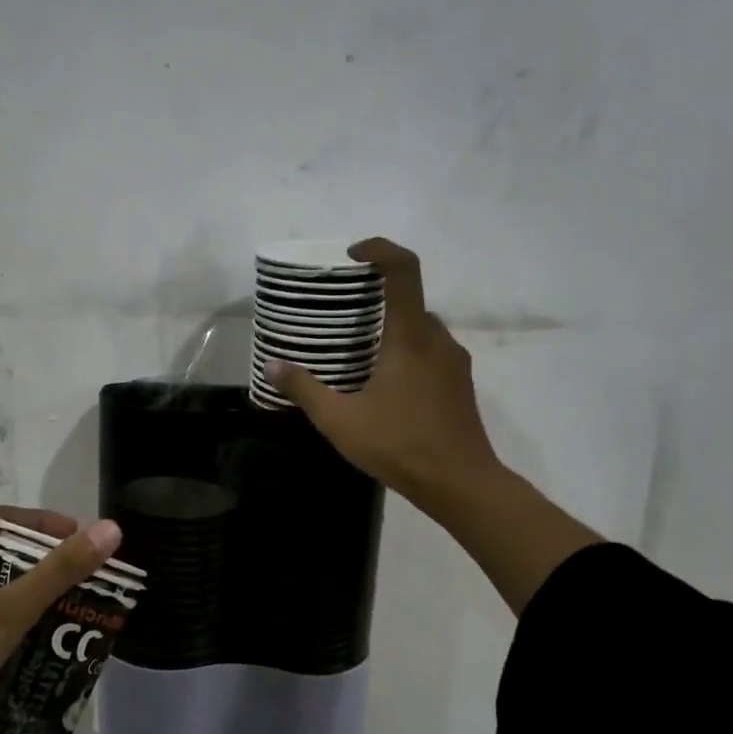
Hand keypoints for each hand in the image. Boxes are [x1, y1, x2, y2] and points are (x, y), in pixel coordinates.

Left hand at [0, 506, 122, 733]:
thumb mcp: (11, 610)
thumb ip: (60, 572)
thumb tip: (110, 529)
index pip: (4, 519)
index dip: (44, 522)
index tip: (80, 538)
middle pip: (4, 556)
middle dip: (46, 565)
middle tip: (84, 580)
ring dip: (34, 600)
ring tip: (71, 616)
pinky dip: (17, 630)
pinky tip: (39, 651)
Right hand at [266, 238, 502, 517]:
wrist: (461, 483)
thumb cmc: (399, 445)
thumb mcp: (340, 421)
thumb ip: (305, 389)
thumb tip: (271, 366)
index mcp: (411, 337)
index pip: (404, 270)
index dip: (379, 250)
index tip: (352, 256)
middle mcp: (438, 338)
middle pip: (409, 300)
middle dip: (377, 300)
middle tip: (343, 319)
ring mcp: (454, 361)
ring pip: (421, 328)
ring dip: (392, 330)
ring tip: (360, 355)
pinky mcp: (461, 383)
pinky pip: (431, 351)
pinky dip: (408, 351)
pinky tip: (386, 385)